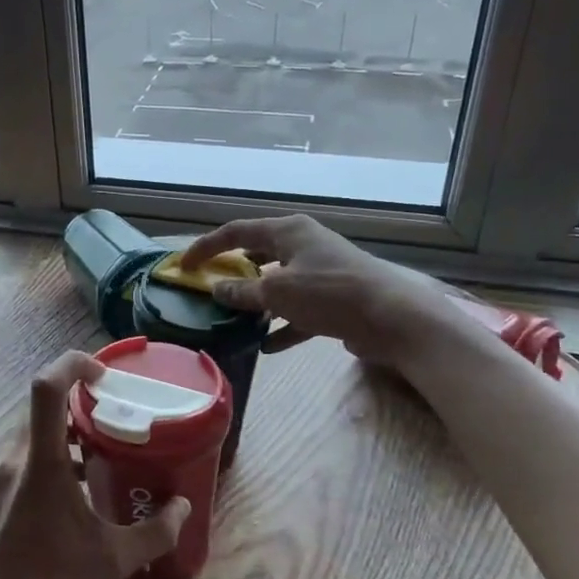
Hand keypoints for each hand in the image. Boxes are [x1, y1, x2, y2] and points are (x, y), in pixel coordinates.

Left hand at [0, 351, 189, 578]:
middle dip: (82, 398)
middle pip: (45, 405)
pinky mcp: (1, 495)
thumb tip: (182, 508)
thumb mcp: (111, 561)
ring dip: (71, 430)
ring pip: (38, 431)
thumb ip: (154, 532)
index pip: (47, 387)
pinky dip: (59, 455)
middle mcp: (18, 459)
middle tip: (119, 411)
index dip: (73, 364)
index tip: (105, 375)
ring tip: (109, 448)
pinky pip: (31, 456)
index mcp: (41, 462)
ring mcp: (4, 476)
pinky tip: (84, 486)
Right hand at [180, 214, 449, 368]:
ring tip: (234, 318)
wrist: (394, 318)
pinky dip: (282, 325)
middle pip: (259, 254)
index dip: (206, 247)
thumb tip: (217, 289)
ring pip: (278, 284)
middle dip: (233, 272)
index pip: (236, 232)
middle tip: (210, 288)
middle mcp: (304, 245)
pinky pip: (299, 311)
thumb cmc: (330, 294)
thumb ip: (242, 292)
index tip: (183, 266)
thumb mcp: (277, 292)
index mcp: (288, 231)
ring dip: (257, 301)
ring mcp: (321, 272)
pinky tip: (267, 348)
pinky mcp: (335, 300)